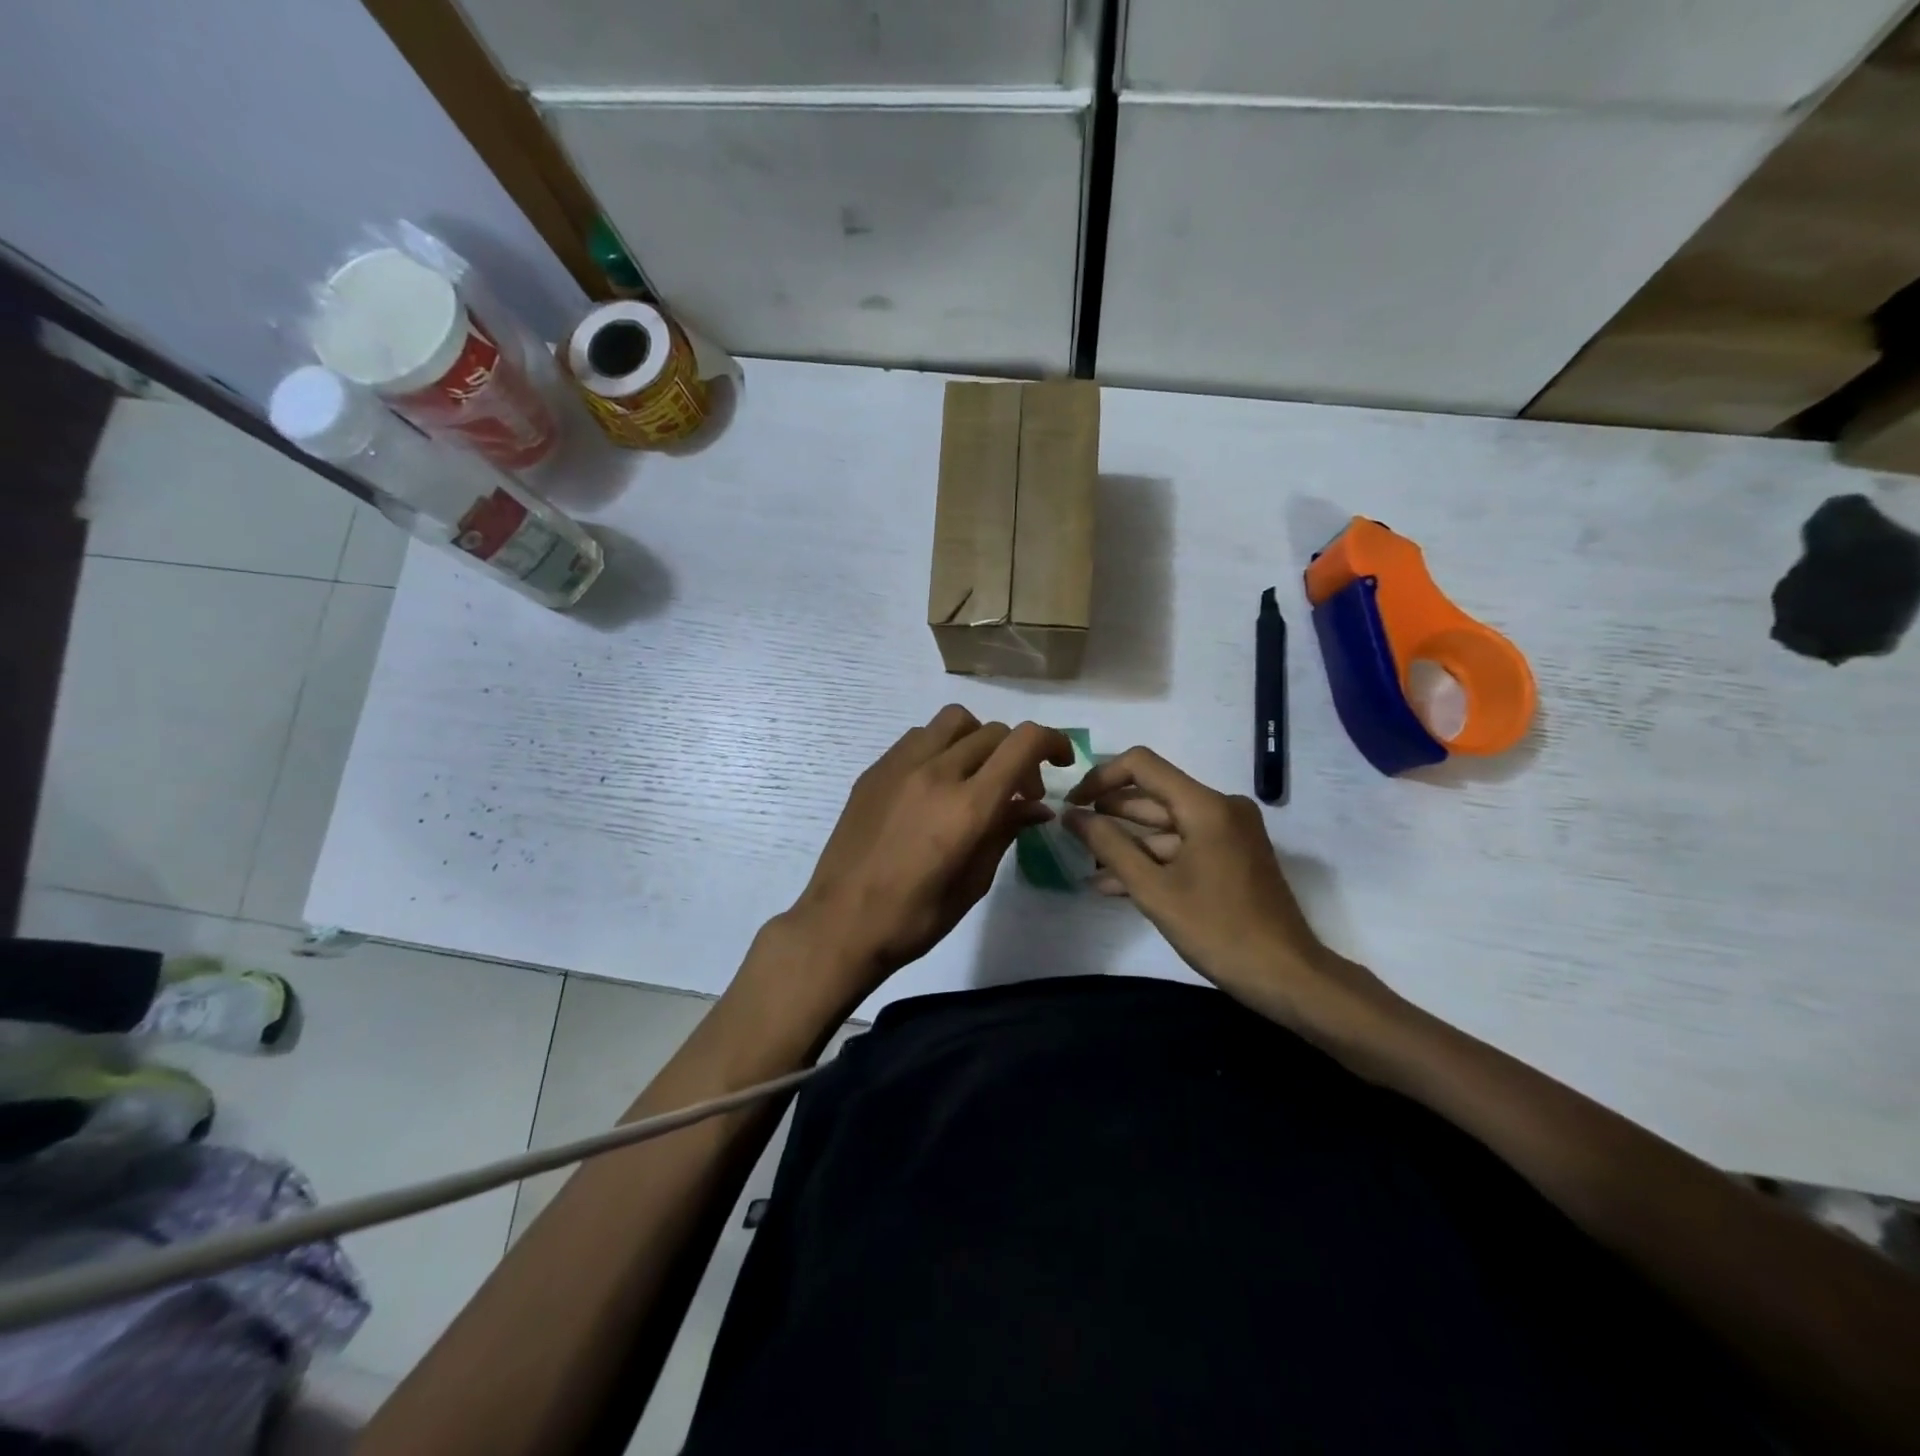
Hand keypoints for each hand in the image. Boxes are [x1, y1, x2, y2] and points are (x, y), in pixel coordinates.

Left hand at [786, 706, 1073, 1004]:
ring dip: (979, 740)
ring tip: (976, 776)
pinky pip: (920, 737)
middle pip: (994, 731)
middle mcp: (937, 772)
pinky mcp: (875, 770)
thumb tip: (1035, 807)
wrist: (840, 922)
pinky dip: (943, 747)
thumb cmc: (915, 917)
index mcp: (968, 805)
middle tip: (1019, 792)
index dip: (1053, 742)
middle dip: (1018, 754)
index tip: (1060, 762)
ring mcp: (901, 765)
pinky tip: (936, 783)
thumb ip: (1006, 832)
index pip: (1023, 742)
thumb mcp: (974, 882)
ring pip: (955, 721)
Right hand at [1064, 747, 1398, 1037]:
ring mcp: (1229, 832)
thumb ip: (1109, 846)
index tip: (1073, 803)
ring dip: (1127, 841)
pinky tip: (1114, 882)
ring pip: (1166, 824)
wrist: (1287, 976)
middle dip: (1110, 811)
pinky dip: (1152, 858)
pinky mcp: (1232, 855)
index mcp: (1206, 805)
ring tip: (1085, 860)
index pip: (1142, 765)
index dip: (1101, 778)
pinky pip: (1183, 845)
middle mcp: (1221, 807)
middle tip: (1071, 830)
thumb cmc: (1218, 930)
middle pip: (1154, 794)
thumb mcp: (1153, 890)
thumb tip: (1071, 815)